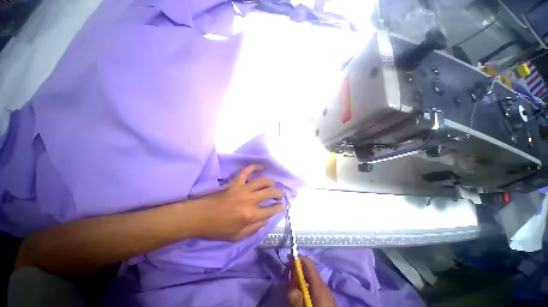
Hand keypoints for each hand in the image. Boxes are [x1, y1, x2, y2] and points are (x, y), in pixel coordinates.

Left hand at [191, 165, 284, 240]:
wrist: (200, 217)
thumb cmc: (218, 229)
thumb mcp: (237, 236)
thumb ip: (255, 229)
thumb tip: (266, 220)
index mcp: (250, 215)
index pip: (271, 210)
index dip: (279, 208)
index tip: (283, 206)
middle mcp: (250, 200)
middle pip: (270, 192)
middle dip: (279, 193)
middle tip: (281, 195)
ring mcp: (243, 189)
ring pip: (263, 181)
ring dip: (271, 182)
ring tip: (273, 185)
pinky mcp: (235, 182)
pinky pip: (247, 171)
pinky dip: (254, 167)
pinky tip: (261, 167)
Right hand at [288, 256, 336, 306]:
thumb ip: (297, 301)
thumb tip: (291, 288)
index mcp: (319, 286)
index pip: (309, 263)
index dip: (298, 258)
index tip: (288, 259)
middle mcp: (323, 285)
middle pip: (309, 270)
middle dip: (297, 270)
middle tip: (286, 276)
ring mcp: (325, 292)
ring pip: (310, 278)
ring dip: (300, 278)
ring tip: (292, 285)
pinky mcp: (325, 298)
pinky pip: (313, 286)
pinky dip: (305, 285)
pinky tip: (301, 294)